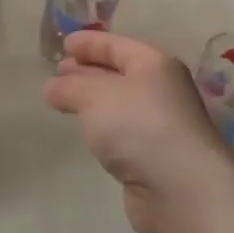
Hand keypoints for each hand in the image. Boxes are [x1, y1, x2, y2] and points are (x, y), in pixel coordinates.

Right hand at [43, 30, 233, 232]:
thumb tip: (52, 87)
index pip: (117, 45)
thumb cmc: (139, 126)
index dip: (89, 43)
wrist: (181, 189)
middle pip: (119, 72)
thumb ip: (70, 87)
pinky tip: (89, 132)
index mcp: (154, 64)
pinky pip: (123, 131)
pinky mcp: (154, 156)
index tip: (64, 44)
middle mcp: (161, 90)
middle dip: (88, 70)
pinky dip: (103, 127)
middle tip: (58, 72)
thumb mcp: (95, 95)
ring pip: (119, 103)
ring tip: (64, 100)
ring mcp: (160, 124)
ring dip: (93, 100)